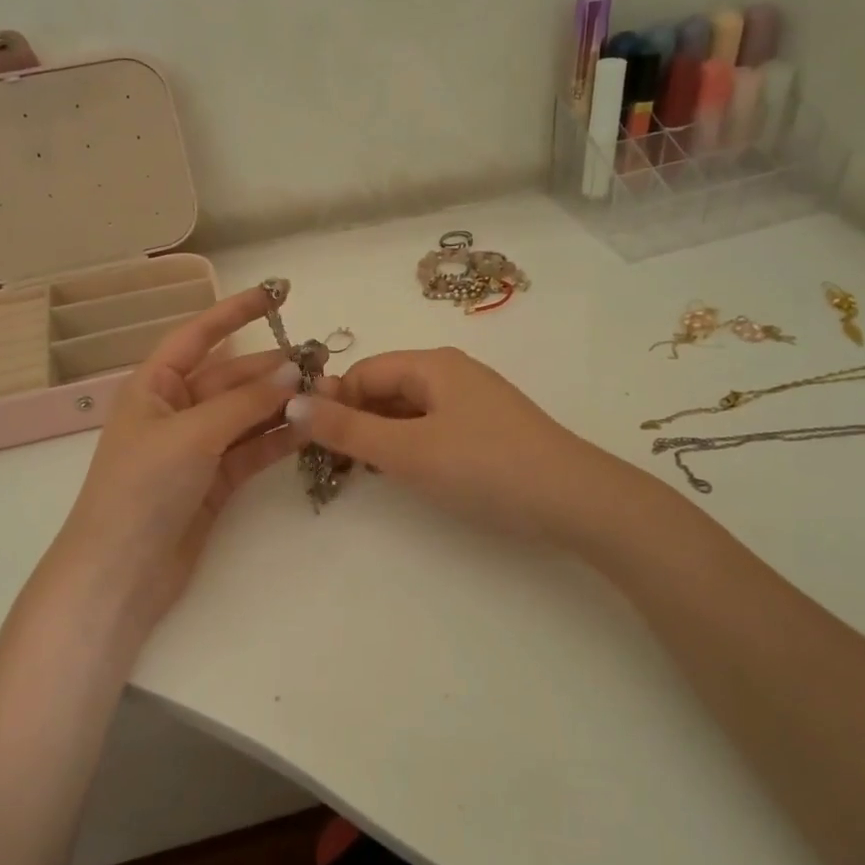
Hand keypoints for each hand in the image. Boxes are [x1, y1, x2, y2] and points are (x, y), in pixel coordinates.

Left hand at [36, 287, 302, 641]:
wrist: (121, 572)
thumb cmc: (142, 489)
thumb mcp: (192, 434)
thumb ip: (244, 402)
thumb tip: (293, 371)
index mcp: (153, 387)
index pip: (197, 336)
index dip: (234, 312)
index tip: (276, 295)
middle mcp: (175, 411)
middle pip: (231, 378)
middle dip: (271, 369)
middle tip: (321, 362)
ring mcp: (197, 448)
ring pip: (246, 415)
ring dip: (282, 404)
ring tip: (326, 393)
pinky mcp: (215, 482)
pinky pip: (252, 450)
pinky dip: (278, 439)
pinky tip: (310, 429)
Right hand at [287, 346, 627, 544]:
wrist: (573, 499)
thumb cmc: (483, 467)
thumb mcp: (407, 451)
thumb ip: (347, 429)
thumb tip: (291, 403)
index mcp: (432, 364)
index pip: (363, 372)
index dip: (333, 403)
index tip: (313, 445)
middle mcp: (451, 373)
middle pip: (385, 389)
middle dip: (355, 422)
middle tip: (335, 466)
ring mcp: (473, 401)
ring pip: (408, 411)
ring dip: (381, 437)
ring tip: (367, 475)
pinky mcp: (487, 430)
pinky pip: (433, 428)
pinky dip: (410, 447)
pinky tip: (409, 475)